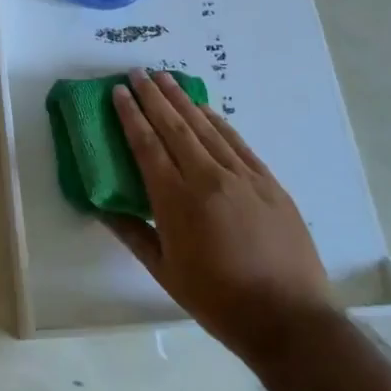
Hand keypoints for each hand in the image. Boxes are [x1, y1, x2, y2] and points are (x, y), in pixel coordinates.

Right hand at [104, 68, 332, 351]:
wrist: (289, 318)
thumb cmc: (218, 299)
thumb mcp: (165, 271)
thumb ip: (132, 234)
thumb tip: (101, 208)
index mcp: (176, 201)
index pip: (147, 145)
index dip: (131, 115)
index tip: (119, 91)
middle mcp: (207, 178)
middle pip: (174, 126)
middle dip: (153, 96)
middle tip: (138, 72)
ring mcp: (242, 177)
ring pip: (205, 128)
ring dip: (183, 100)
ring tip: (165, 78)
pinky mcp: (268, 182)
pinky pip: (237, 142)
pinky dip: (217, 121)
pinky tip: (205, 109)